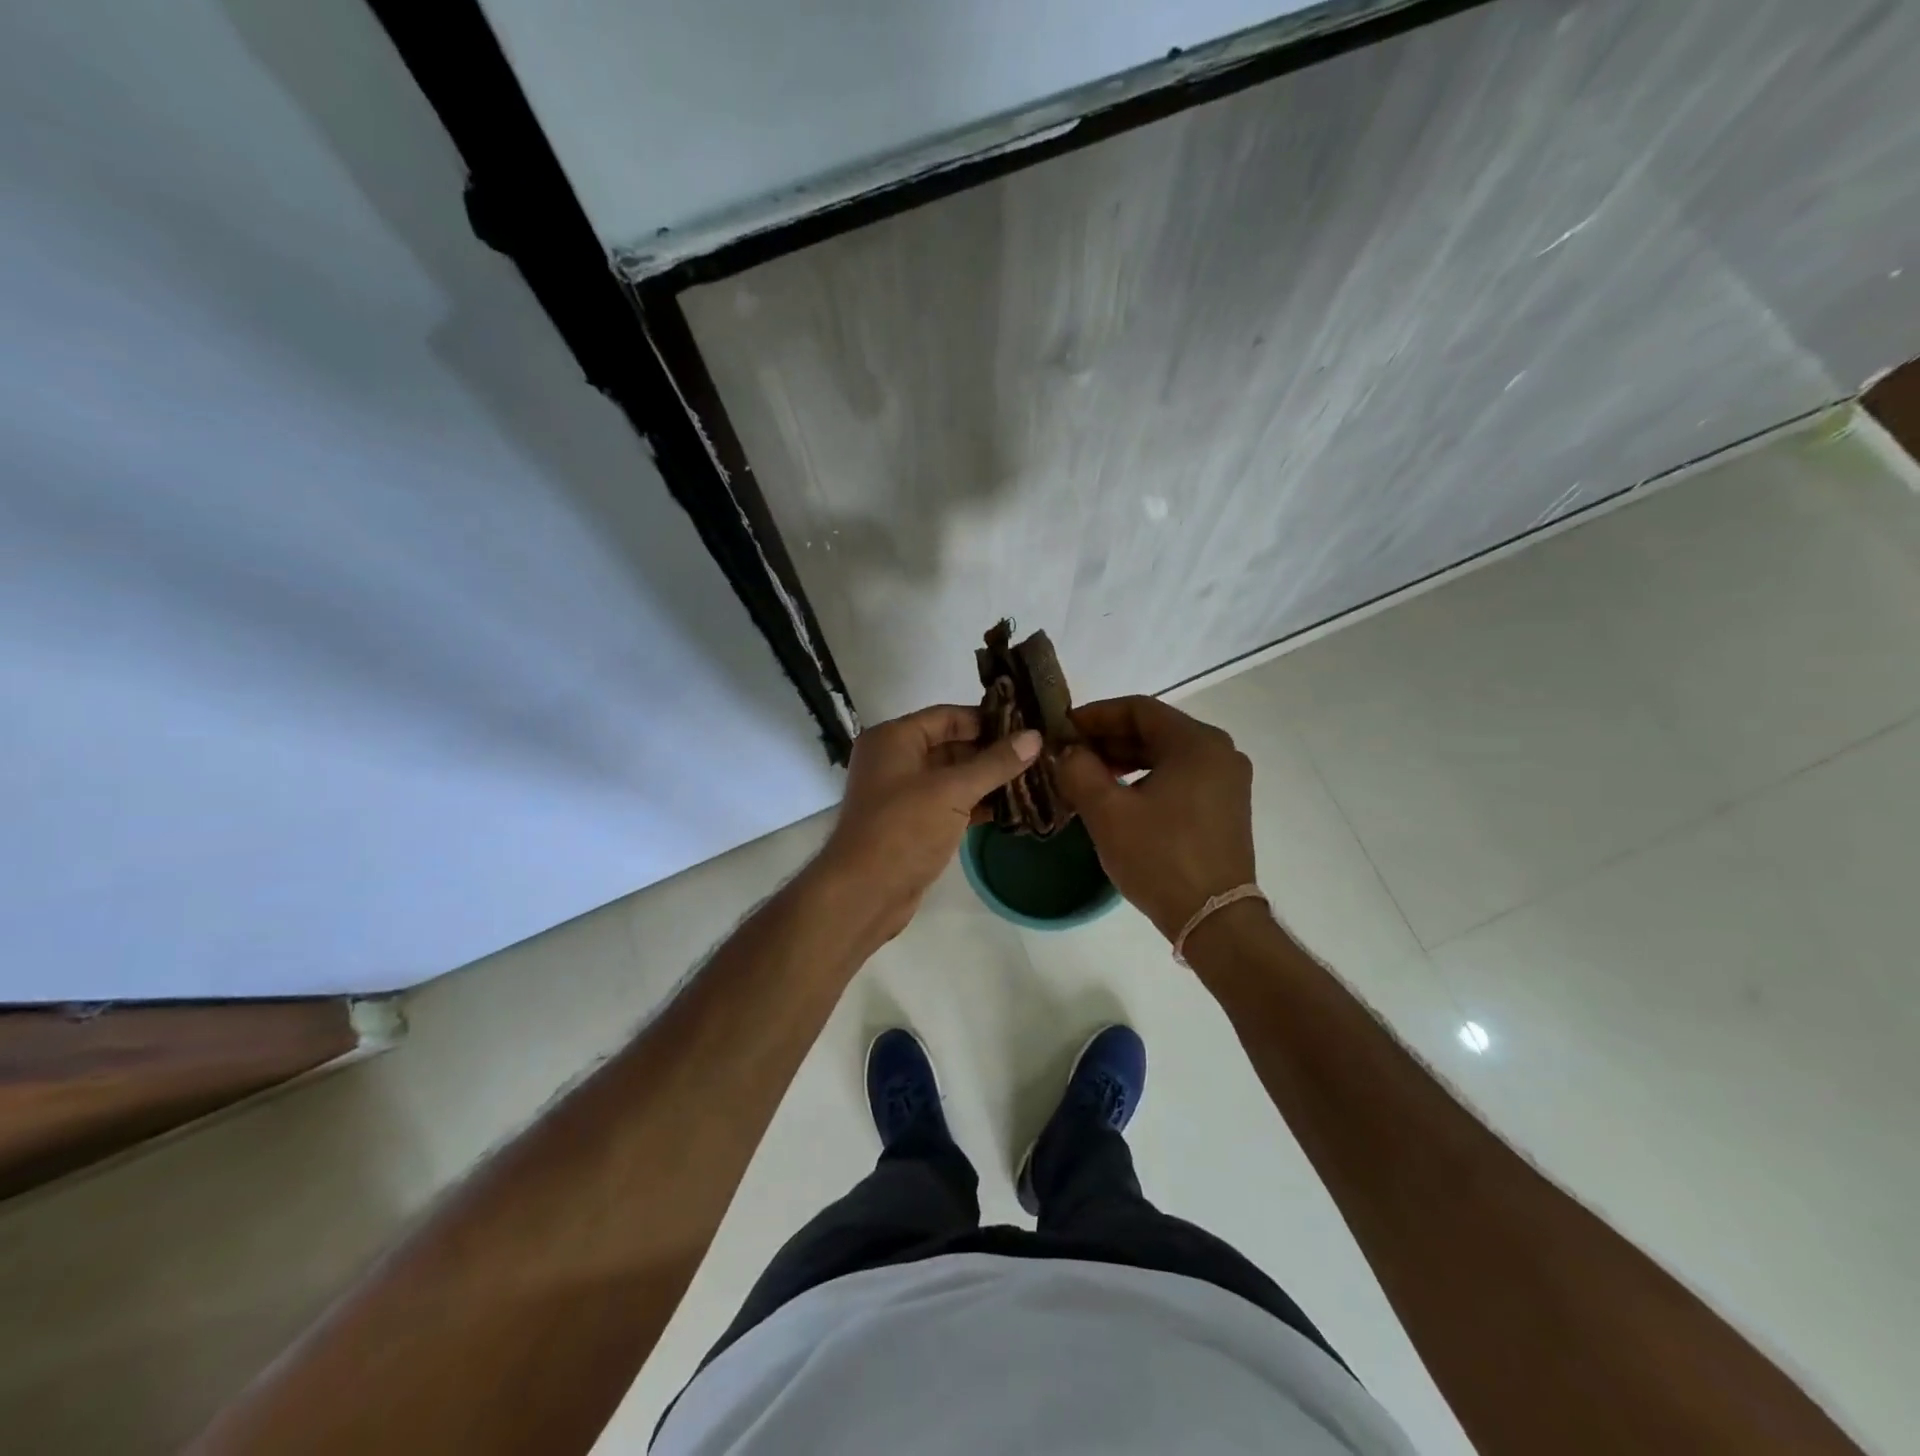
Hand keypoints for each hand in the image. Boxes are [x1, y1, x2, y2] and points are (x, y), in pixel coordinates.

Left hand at [820, 705, 1040, 940]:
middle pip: (951, 745)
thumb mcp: (953, 791)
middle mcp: (895, 760)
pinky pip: (949, 804)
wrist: (864, 893)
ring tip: (1034, 779)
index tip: (1027, 725)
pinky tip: (1012, 809)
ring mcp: (902, 794)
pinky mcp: (912, 824)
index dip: (987, 720)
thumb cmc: (904, 829)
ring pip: (953, 778)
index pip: (948, 717)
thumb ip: (995, 763)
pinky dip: (976, 805)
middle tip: (1037, 754)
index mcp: (894, 738)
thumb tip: (1034, 736)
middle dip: (992, 752)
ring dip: (988, 780)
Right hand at [1055, 696, 1255, 942]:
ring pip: (1166, 754)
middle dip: (1108, 739)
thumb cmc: (1160, 858)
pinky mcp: (1225, 806)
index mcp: (1197, 742)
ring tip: (1087, 776)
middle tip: (1069, 753)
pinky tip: (1118, 797)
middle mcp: (1219, 752)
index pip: (1138, 708)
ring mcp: (1227, 780)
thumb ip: (1079, 770)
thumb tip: (1068, 751)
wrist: (1214, 920)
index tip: (1062, 729)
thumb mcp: (1107, 812)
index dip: (1095, 715)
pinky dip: (1146, 778)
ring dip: (1124, 759)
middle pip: (1154, 729)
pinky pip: (1179, 776)